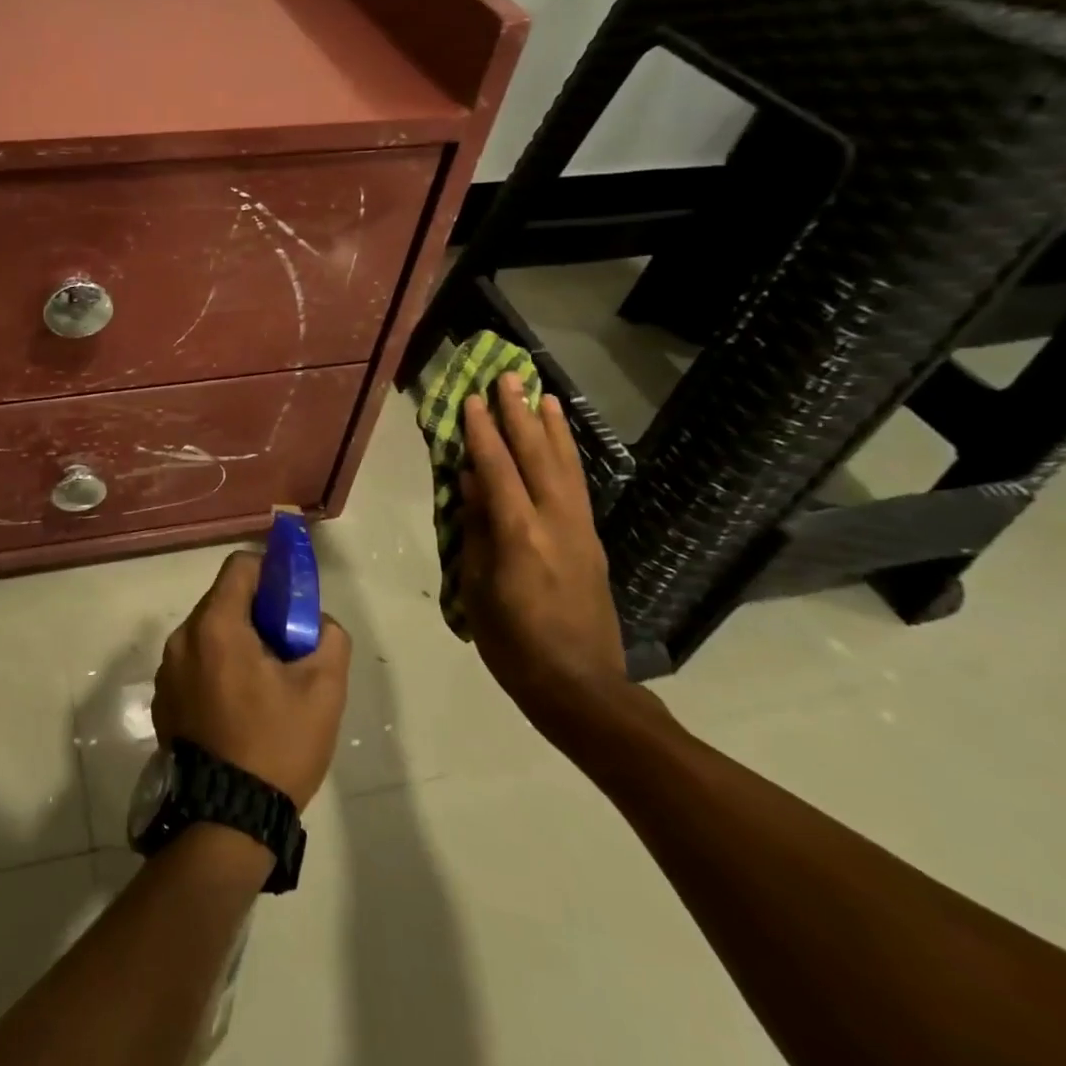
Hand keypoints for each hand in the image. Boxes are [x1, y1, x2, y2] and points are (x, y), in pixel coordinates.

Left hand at [152, 550, 351, 808]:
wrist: (224, 822)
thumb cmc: (275, 747)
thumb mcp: (323, 691)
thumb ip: (328, 638)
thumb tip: (316, 623)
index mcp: (215, 626)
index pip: (240, 566)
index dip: (271, 572)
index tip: (292, 601)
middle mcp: (182, 638)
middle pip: (223, 600)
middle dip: (257, 612)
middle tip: (287, 646)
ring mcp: (167, 670)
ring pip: (208, 633)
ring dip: (237, 641)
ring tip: (266, 683)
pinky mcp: (163, 700)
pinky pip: (194, 663)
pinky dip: (217, 668)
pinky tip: (240, 708)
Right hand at [457, 373, 627, 731]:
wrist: (580, 687)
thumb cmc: (513, 643)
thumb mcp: (477, 587)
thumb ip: (477, 529)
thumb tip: (471, 481)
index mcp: (519, 534)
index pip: (497, 469)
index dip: (482, 432)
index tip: (472, 399)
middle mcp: (555, 522)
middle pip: (536, 456)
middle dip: (520, 415)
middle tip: (509, 378)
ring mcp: (580, 530)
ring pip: (566, 466)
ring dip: (552, 428)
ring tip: (543, 395)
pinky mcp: (593, 543)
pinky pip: (578, 486)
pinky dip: (568, 456)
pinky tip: (562, 444)